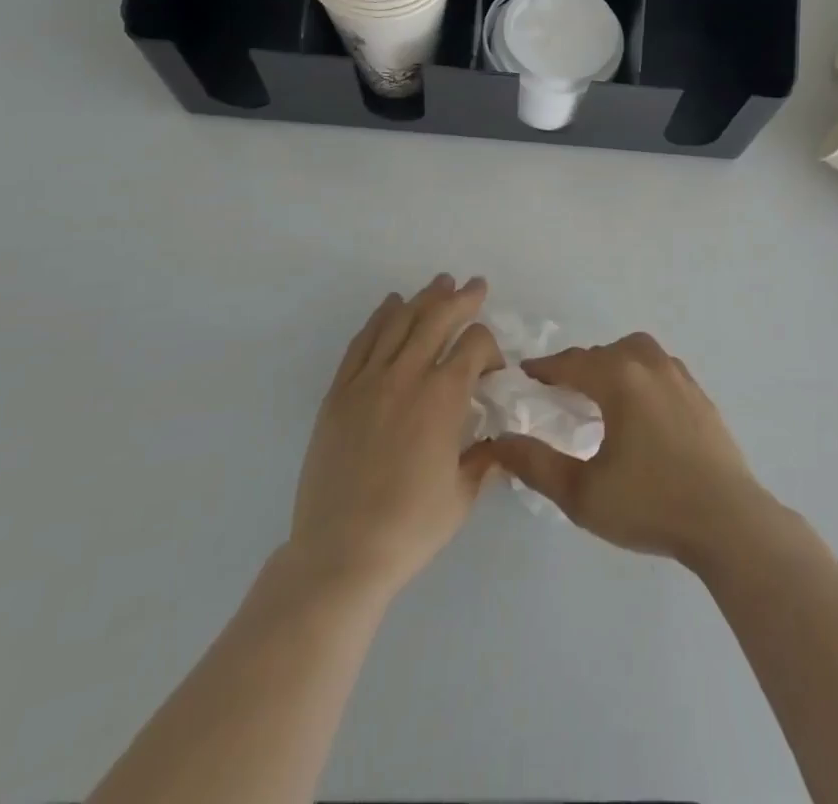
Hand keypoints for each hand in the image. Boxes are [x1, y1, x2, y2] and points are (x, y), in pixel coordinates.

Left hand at [288, 276, 503, 598]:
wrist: (340, 553)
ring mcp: (368, 381)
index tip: (493, 372)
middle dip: (461, 299)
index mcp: (444, 397)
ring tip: (439, 283)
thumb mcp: (463, 495)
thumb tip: (498, 442)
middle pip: (438, 318)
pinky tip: (390, 306)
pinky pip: (362, 343)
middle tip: (475, 286)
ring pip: (400, 323)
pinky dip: (379, 319)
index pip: (475, 345)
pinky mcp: (339, 393)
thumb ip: (485, 459)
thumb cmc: (410, 527)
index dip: (491, 349)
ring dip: (423, 299)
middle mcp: (407, 376)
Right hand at [487, 332, 777, 568]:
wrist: (727, 520)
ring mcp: (680, 377)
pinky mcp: (700, 395)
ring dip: (613, 362)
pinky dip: (640, 373)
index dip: (546, 367)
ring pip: (638, 352)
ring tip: (601, 391)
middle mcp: (650, 366)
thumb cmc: (650, 504)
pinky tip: (640, 405)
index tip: (526, 373)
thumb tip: (501, 442)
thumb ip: (537, 465)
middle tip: (560, 388)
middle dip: (579, 365)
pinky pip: (661, 367)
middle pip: (605, 352)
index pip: (573, 363)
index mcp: (620, 380)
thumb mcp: (582, 494)